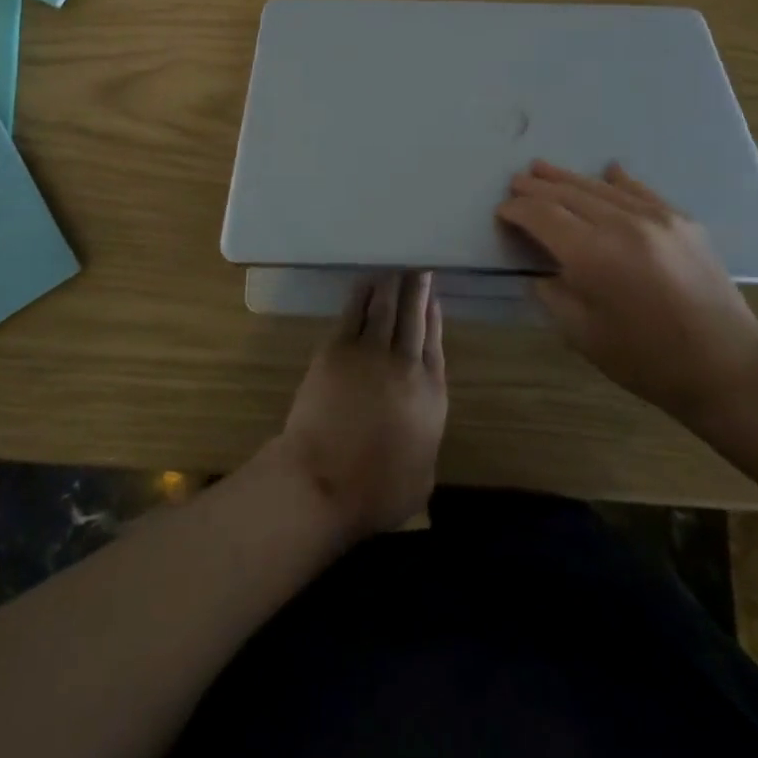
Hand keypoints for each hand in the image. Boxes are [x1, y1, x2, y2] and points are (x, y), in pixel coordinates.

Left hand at [271, 272, 447, 541]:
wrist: (323, 481)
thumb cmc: (376, 492)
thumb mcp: (422, 477)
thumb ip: (427, 442)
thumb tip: (421, 428)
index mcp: (430, 395)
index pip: (435, 343)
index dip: (434, 317)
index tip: (434, 297)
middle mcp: (405, 365)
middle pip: (414, 317)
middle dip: (417, 289)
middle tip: (418, 266)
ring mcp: (370, 353)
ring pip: (385, 308)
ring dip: (392, 284)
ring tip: (396, 266)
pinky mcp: (337, 350)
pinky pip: (354, 313)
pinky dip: (362, 295)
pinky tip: (366, 282)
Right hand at [497, 161, 757, 424]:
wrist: (727, 365)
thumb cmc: (647, 360)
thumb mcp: (582, 335)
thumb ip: (552, 294)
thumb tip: (539, 267)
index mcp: (592, 255)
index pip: (542, 216)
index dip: (517, 210)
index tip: (502, 211)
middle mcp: (621, 224)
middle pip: (568, 193)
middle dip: (537, 187)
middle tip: (515, 182)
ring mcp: (655, 217)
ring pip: (600, 186)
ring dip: (568, 177)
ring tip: (543, 168)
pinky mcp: (681, 220)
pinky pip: (640, 190)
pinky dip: (617, 180)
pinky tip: (607, 171)